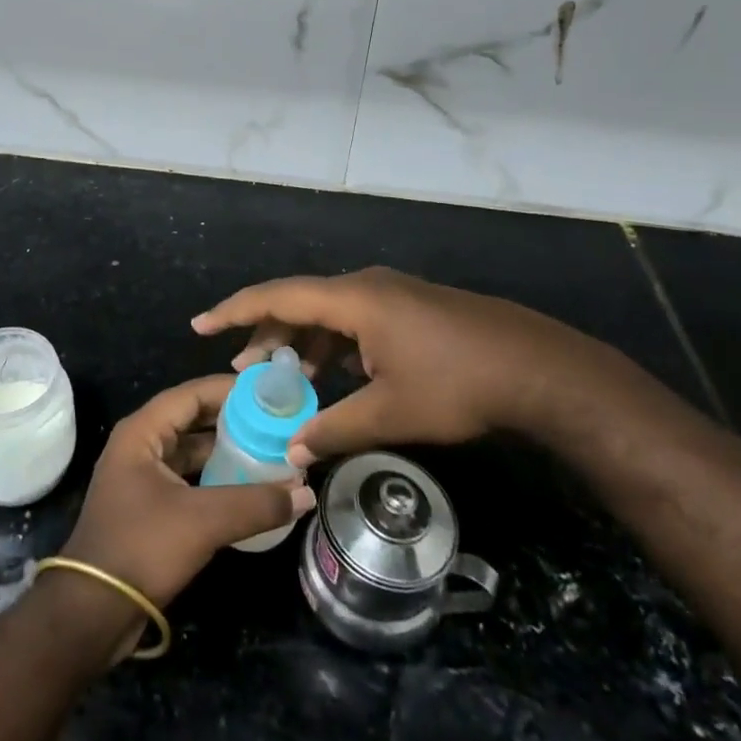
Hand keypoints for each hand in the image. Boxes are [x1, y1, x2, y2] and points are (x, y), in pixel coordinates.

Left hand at [60, 375, 315, 607]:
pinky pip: (189, 479)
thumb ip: (256, 503)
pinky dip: (217, 478)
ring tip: (270, 451)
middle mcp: (140, 445)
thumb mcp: (203, 521)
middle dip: (234, 421)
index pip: (192, 394)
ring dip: (227, 451)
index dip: (230, 390)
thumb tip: (306, 493)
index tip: (270, 394)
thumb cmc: (142, 547)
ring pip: (192, 451)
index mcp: (142, 431)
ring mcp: (143, 477)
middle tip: (276, 423)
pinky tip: (249, 488)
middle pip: (193, 420)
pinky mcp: (150, 507)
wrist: (93, 612)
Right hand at [193, 267, 627, 465]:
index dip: (235, 311)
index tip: (200, 325)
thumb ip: (335, 429)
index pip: (279, 296)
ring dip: (302, 343)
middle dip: (266, 334)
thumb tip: (292, 453)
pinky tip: (333, 377)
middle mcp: (367, 286)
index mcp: (355, 299)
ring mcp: (391, 294)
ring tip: (282, 378)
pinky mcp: (410, 308)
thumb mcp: (392, 412)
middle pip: (300, 302)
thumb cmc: (459, 384)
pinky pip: (354, 320)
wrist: (540, 368)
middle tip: (239, 369)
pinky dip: (332, 345)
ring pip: (328, 313)